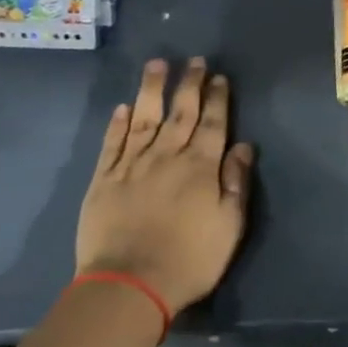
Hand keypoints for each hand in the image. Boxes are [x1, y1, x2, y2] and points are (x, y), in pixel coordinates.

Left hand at [76, 58, 254, 315]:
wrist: (129, 285)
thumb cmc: (190, 259)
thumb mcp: (229, 225)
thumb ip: (236, 182)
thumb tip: (243, 146)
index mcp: (201, 166)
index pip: (213, 122)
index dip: (217, 98)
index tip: (219, 77)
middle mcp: (167, 156)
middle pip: (180, 112)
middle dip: (189, 84)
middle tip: (194, 61)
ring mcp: (132, 165)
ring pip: (144, 117)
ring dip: (152, 89)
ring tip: (156, 64)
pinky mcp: (104, 179)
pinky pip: (112, 143)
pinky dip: (118, 123)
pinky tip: (123, 108)